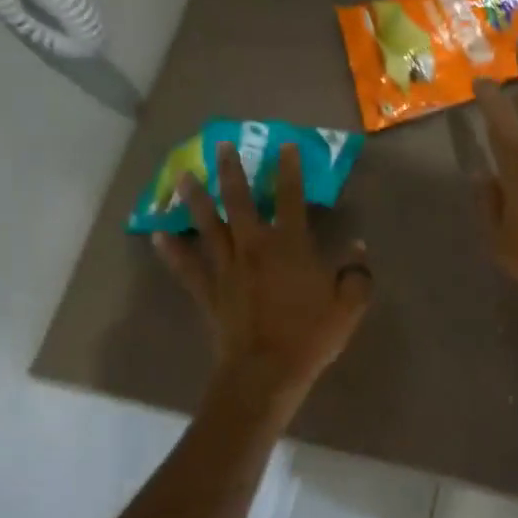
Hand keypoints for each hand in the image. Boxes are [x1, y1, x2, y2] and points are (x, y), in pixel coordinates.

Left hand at [156, 141, 371, 413]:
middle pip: (240, 201)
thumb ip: (357, 273)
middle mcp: (255, 247)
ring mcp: (227, 268)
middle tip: (221, 145)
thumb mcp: (350, 305)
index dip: (290, 169)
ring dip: (196, 198)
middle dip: (231, 171)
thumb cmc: (311, 336)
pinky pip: (187, 267)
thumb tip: (357, 247)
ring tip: (184, 175)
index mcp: (291, 245)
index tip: (286, 145)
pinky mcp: (209, 291)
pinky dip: (172, 250)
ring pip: (208, 225)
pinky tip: (159, 234)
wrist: (266, 373)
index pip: (291, 198)